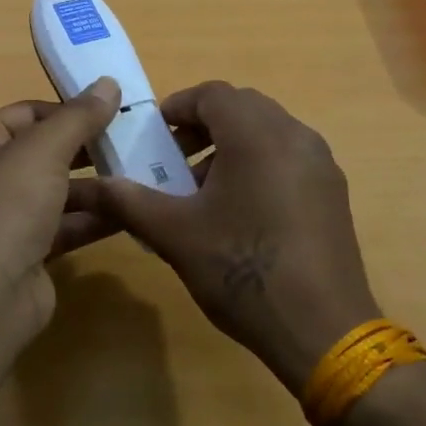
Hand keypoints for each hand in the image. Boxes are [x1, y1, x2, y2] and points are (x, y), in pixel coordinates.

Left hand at [0, 78, 122, 333]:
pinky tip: (132, 211)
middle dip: (87, 148)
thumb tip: (108, 83)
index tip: (112, 110)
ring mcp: (7, 216)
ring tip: (142, 173)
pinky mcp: (28, 250)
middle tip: (133, 140)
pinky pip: (66, 224)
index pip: (28, 113)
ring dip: (97, 184)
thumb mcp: (45, 150)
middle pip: (45, 151)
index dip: (68, 109)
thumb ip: (79, 117)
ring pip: (59, 190)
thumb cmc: (8, 207)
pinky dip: (95, 218)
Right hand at [77, 81, 381, 390]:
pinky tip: (241, 210)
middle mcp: (294, 135)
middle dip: (203, 125)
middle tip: (174, 157)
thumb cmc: (243, 270)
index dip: (178, 107)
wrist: (323, 330)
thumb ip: (130, 201)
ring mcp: (320, 163)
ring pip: (268, 131)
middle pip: (242, 107)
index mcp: (256, 134)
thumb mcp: (175, 234)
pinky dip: (259, 163)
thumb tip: (92, 186)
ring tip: (203, 189)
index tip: (154, 134)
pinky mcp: (333, 191)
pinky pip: (289, 156)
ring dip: (231, 144)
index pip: (212, 94)